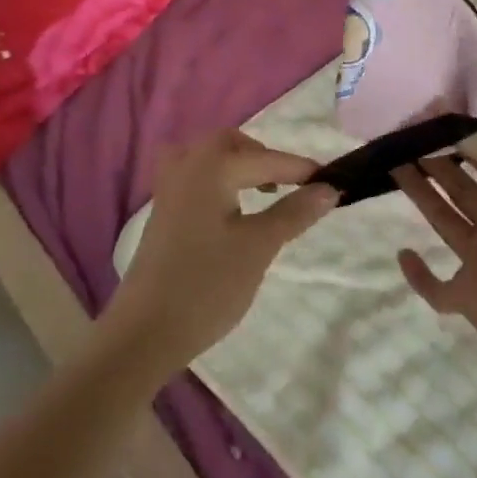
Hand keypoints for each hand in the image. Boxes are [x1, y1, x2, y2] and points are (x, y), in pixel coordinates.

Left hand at [104, 129, 334, 374]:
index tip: (333, 180)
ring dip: (237, 165)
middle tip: (290, 184)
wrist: (143, 333)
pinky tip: (230, 211)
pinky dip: (218, 181)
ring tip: (260, 193)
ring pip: (208, 157)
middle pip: (231, 144)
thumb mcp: (259, 247)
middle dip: (263, 158)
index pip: (266, 159)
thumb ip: (294, 212)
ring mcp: (168, 189)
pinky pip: (194, 177)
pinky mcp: (162, 213)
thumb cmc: (207, 285)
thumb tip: (328, 188)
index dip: (301, 170)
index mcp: (211, 166)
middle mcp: (186, 166)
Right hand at [395, 134, 476, 369]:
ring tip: (394, 167)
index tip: (431, 121)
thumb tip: (456, 130)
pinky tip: (403, 253)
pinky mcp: (467, 297)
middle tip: (404, 139)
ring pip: (445, 222)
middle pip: (462, 188)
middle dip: (437, 164)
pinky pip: (435, 287)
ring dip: (422, 196)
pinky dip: (418, 275)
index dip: (463, 143)